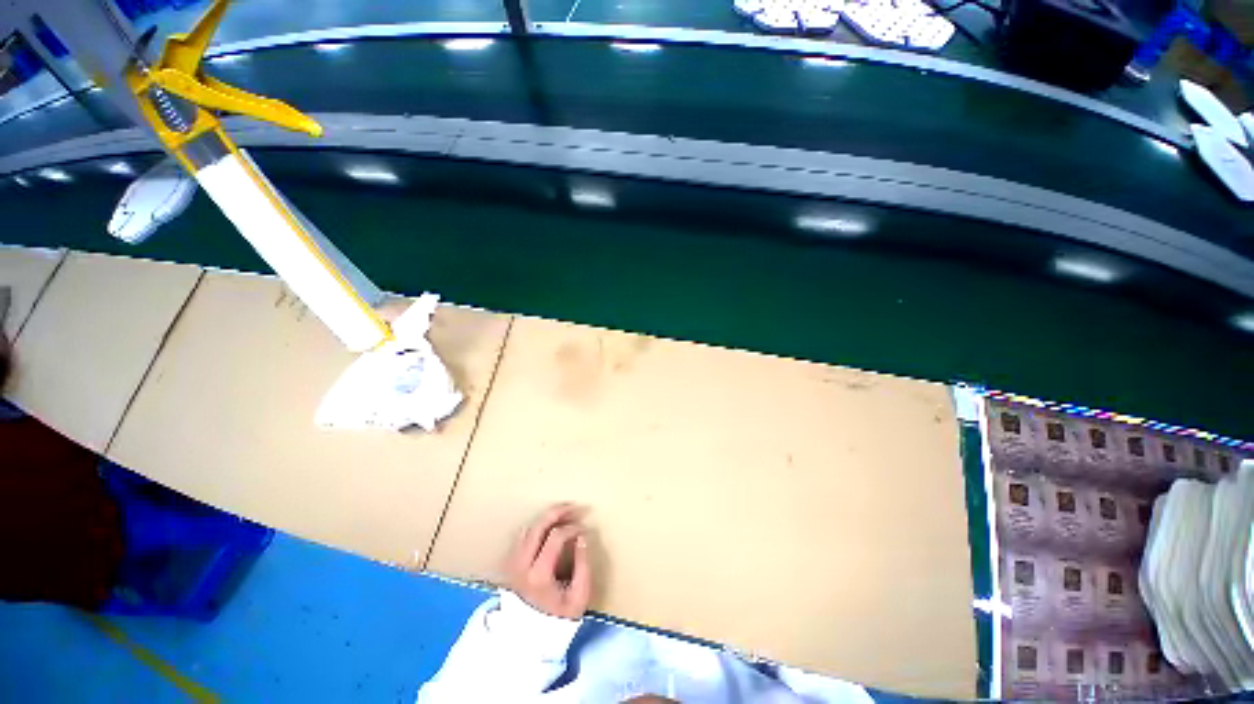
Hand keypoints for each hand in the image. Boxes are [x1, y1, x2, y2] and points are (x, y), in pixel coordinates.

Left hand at [506, 503, 591, 619]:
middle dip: (557, 511)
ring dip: (546, 518)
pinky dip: (536, 527)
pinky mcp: (509, 565)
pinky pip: (521, 537)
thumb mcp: (579, 597)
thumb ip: (583, 565)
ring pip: (528, 528)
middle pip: (538, 526)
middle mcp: (522, 565)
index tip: (584, 531)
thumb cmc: (559, 618)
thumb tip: (582, 538)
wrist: (531, 638)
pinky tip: (548, 528)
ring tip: (563, 514)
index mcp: (539, 574)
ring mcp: (512, 564)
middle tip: (573, 506)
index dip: (573, 528)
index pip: (556, 536)